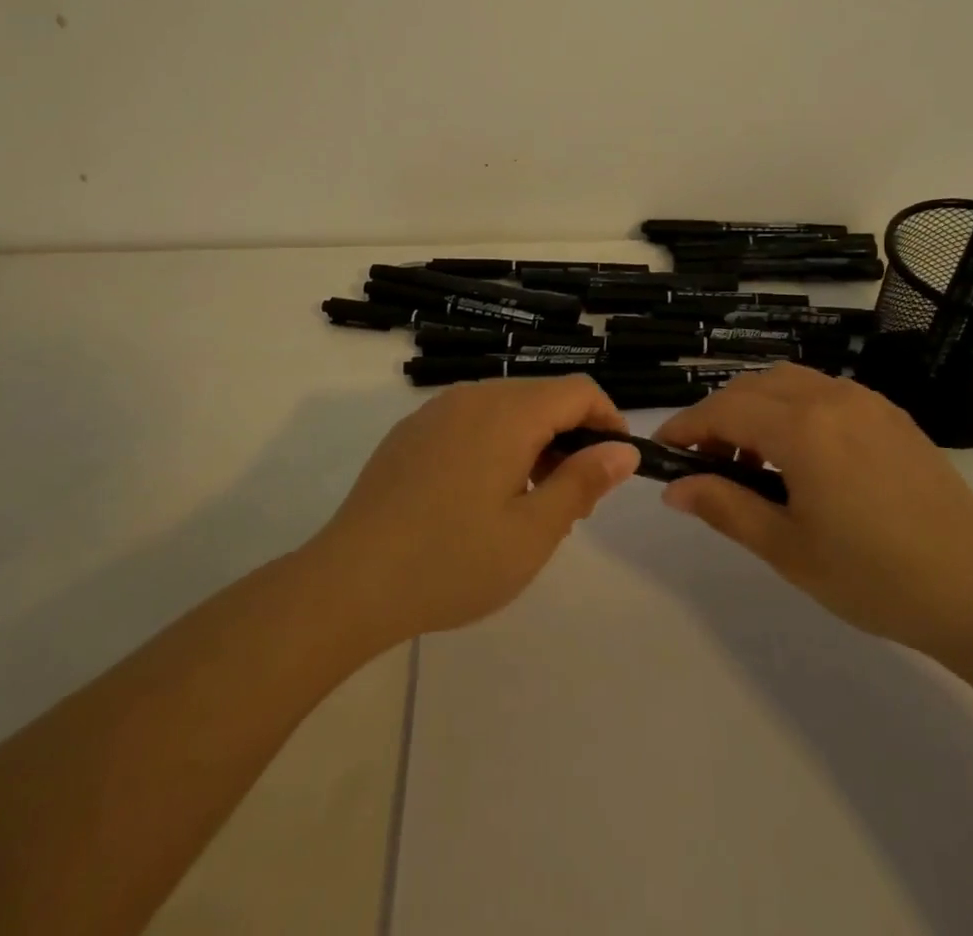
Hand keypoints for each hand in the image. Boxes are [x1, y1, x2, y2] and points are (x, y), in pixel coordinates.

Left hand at [306, 377, 638, 647]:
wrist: (349, 581)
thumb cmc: (452, 560)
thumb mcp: (533, 532)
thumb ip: (583, 482)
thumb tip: (623, 450)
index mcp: (509, 413)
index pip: (578, 391)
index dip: (608, 420)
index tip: (615, 465)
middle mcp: (473, 397)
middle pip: (542, 398)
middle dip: (570, 438)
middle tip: (573, 502)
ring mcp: (436, 411)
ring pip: (506, 409)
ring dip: (533, 443)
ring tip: (528, 505)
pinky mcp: (411, 432)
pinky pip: (470, 422)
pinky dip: (495, 445)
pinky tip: (479, 498)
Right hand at [657, 364, 972, 655]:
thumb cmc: (873, 576)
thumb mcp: (787, 548)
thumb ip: (725, 507)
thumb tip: (675, 488)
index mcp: (802, 427)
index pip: (724, 410)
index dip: (687, 426)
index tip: (664, 450)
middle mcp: (831, 397)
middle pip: (754, 387)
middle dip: (719, 416)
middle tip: (707, 463)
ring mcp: (866, 401)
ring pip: (789, 382)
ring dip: (758, 408)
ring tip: (755, 461)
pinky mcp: (891, 415)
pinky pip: (825, 392)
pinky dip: (795, 409)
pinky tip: (804, 456)